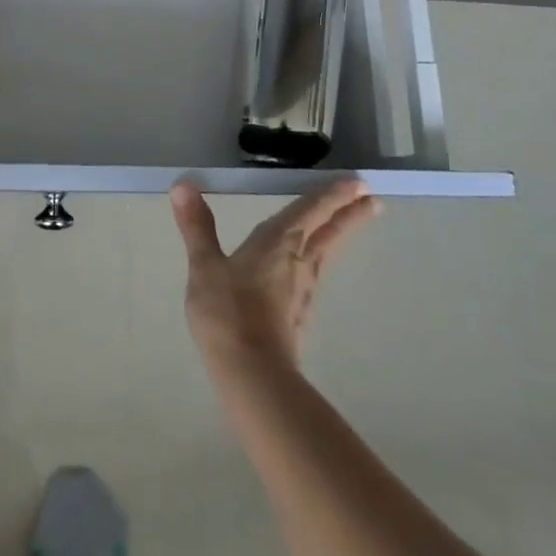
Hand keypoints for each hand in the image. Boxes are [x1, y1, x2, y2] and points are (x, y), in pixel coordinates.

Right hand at [170, 178, 378, 371]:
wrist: (252, 373)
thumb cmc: (228, 312)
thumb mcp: (205, 266)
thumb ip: (197, 226)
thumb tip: (184, 184)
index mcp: (278, 242)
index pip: (310, 210)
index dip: (331, 194)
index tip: (357, 182)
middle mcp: (299, 261)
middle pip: (329, 231)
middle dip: (348, 213)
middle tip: (372, 198)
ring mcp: (303, 290)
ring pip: (327, 252)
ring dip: (341, 233)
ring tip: (353, 222)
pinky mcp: (299, 313)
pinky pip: (316, 272)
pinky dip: (322, 257)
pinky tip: (314, 265)